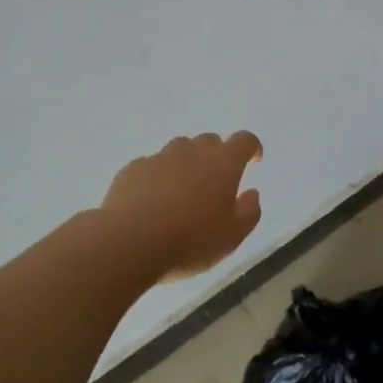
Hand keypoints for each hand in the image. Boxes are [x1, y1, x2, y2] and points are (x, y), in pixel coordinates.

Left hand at [100, 131, 263, 282]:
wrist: (130, 242)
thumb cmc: (190, 241)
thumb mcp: (232, 237)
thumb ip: (249, 212)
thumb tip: (252, 193)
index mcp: (223, 164)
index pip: (243, 140)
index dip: (251, 147)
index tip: (252, 160)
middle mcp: (192, 152)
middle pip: (209, 141)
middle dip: (217, 155)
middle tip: (215, 182)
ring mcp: (159, 158)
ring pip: (179, 149)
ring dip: (186, 163)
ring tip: (182, 190)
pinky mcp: (132, 169)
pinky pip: (151, 165)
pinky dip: (158, 176)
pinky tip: (152, 200)